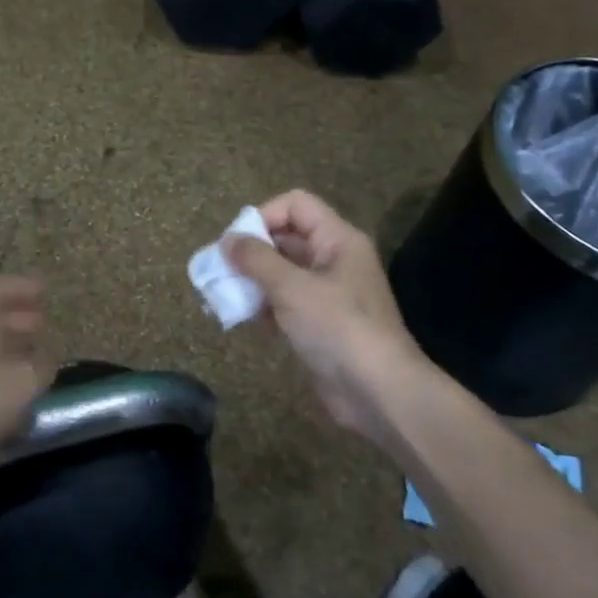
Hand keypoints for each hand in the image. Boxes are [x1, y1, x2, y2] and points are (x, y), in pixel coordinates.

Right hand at [226, 190, 430, 443]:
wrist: (378, 392)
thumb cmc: (338, 328)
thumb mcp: (292, 288)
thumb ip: (257, 260)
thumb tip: (227, 240)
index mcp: (337, 240)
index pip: (296, 205)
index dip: (263, 216)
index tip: (236, 243)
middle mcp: (333, 260)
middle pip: (286, 238)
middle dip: (251, 252)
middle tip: (219, 270)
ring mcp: (327, 294)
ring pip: (282, 273)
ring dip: (252, 281)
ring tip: (222, 295)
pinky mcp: (319, 325)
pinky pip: (285, 303)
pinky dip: (262, 306)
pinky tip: (241, 319)